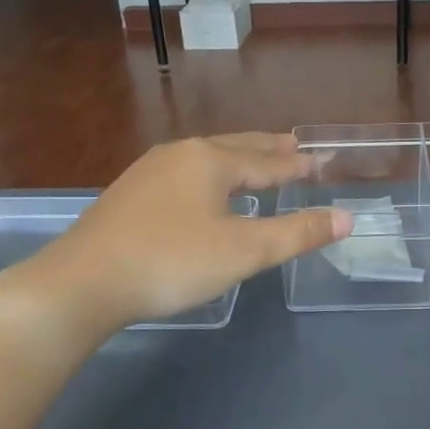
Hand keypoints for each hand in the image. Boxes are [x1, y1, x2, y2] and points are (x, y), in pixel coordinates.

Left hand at [0, 135, 346, 331]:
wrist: (83, 282)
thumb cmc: (172, 261)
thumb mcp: (244, 251)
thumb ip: (297, 233)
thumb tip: (346, 218)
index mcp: (211, 160)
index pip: (267, 160)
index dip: (297, 165)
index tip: (321, 160)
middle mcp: (181, 154)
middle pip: (236, 147)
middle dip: (268, 150)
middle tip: (295, 146)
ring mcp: (149, 171)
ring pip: (206, 158)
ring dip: (237, 159)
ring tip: (256, 161)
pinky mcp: (129, 193)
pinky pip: (184, 174)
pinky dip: (209, 175)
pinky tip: (203, 189)